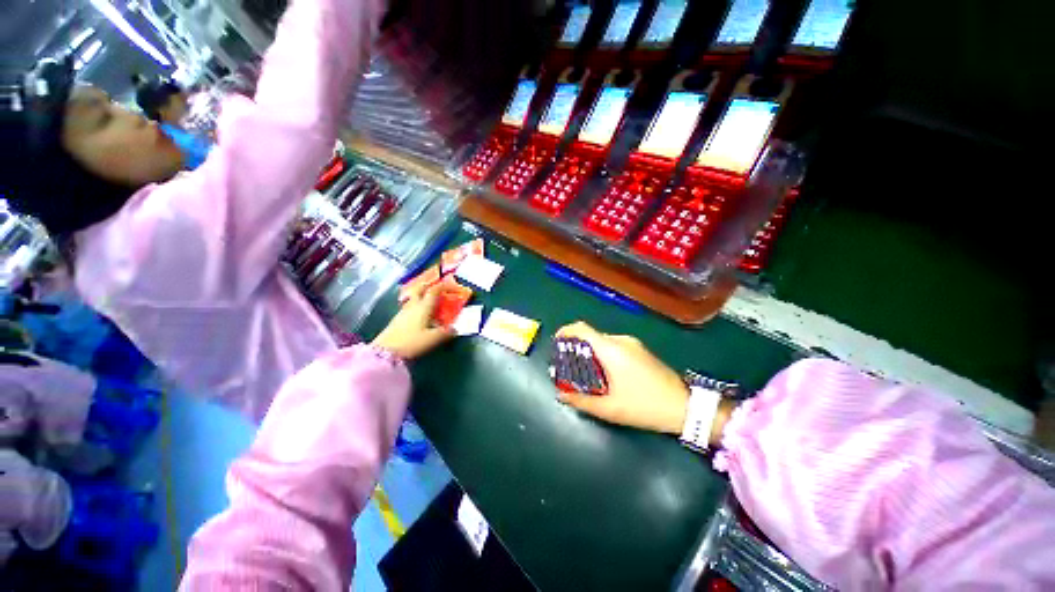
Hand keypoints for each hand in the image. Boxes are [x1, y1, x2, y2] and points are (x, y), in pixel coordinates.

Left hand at [372, 283, 453, 359]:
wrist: (385, 352)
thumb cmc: (411, 342)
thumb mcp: (432, 339)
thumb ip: (446, 333)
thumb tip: (455, 329)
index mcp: (424, 306)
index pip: (435, 290)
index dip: (445, 286)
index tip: (454, 288)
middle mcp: (413, 305)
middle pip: (420, 288)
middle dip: (430, 285)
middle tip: (439, 288)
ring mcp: (404, 311)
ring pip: (414, 296)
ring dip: (423, 295)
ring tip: (432, 301)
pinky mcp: (398, 319)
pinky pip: (410, 305)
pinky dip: (418, 304)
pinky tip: (422, 314)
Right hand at [555, 322, 689, 434]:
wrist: (685, 406)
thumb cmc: (644, 406)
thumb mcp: (609, 408)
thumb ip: (581, 400)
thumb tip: (560, 394)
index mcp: (611, 349)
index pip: (582, 329)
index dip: (565, 332)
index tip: (556, 344)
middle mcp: (621, 341)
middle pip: (591, 336)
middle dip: (576, 348)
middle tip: (569, 366)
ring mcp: (633, 344)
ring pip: (602, 342)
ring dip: (590, 353)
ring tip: (585, 374)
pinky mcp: (640, 350)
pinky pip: (614, 347)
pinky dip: (602, 355)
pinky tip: (605, 375)